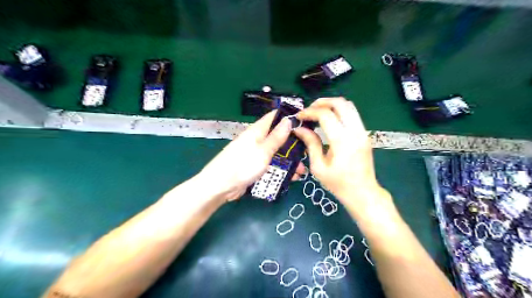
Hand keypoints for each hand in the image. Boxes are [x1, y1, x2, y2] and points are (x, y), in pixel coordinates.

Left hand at [197, 110, 307, 201]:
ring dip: (289, 160)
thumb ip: (276, 137)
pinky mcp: (255, 166)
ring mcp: (256, 154)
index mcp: (257, 131)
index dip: (289, 117)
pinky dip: (281, 169)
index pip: (274, 117)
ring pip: (277, 152)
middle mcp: (257, 140)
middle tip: (308, 151)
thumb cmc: (242, 165)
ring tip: (302, 170)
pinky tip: (292, 177)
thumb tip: (288, 119)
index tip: (306, 122)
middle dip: (293, 143)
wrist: (221, 186)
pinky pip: (272, 164)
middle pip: (278, 136)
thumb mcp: (263, 150)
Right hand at [292, 98, 389, 207]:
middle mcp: (355, 132)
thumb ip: (310, 144)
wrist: (363, 193)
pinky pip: (352, 114)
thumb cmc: (338, 184)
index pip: (325, 115)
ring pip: (349, 106)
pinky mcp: (364, 134)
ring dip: (331, 105)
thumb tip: (299, 128)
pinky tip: (328, 120)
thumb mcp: (319, 167)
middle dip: (322, 102)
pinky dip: (339, 112)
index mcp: (343, 141)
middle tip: (309, 110)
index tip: (299, 116)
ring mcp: (363, 131)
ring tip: (317, 112)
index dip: (310, 112)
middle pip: (341, 103)